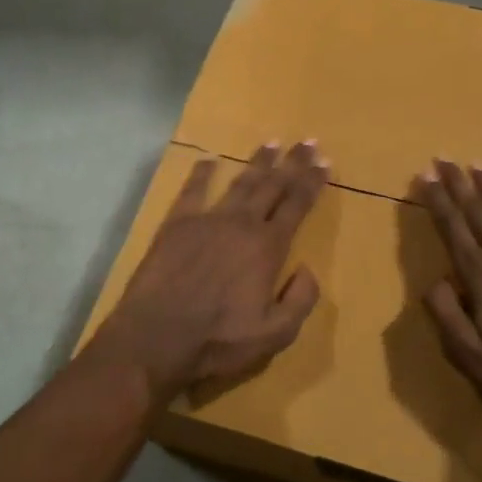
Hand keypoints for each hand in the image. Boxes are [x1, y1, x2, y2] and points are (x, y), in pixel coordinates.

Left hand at [96, 141, 326, 400]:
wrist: (155, 339)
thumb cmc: (218, 340)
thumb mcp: (276, 334)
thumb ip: (300, 300)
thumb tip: (308, 270)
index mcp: (267, 247)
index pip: (297, 206)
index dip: (313, 183)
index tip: (325, 162)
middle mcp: (241, 224)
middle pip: (273, 185)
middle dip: (292, 163)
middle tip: (307, 141)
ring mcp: (206, 221)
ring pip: (239, 183)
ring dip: (257, 162)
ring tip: (271, 143)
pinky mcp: (175, 225)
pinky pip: (192, 191)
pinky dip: (201, 173)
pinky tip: (209, 160)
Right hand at [416, 161, 481, 420]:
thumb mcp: (471, 356)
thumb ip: (446, 315)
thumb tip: (435, 281)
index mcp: (480, 274)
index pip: (452, 227)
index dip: (436, 201)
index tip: (425, 175)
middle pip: (477, 210)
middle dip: (457, 183)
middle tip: (444, 157)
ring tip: (476, 166)